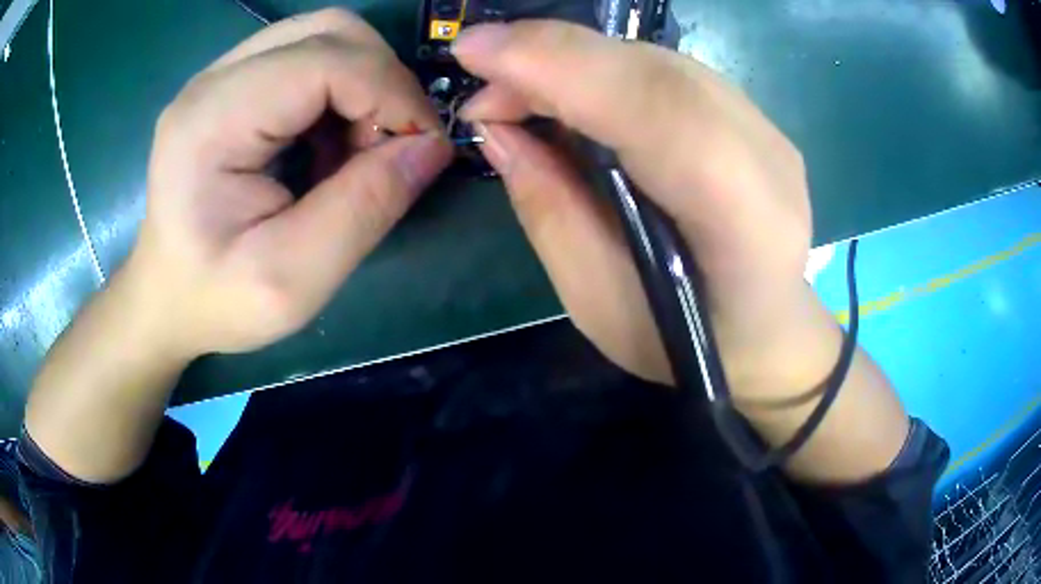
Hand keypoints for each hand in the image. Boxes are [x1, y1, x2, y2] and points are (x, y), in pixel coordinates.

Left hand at [25, 9, 452, 483]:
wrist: (165, 297)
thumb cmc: (216, 299)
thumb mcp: (293, 279)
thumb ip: (364, 209)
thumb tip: (432, 147)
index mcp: (211, 122)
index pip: (325, 60)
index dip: (391, 92)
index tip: (422, 147)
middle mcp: (213, 80)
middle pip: (329, 31)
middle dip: (380, 79)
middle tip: (387, 145)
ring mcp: (220, 76)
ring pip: (323, 37)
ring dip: (363, 83)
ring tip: (356, 148)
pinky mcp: (231, 85)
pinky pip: (307, 58)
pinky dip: (340, 92)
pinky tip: (328, 143)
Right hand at [452, 21, 811, 395]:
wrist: (768, 331)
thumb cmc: (686, 343)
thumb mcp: (601, 303)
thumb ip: (551, 212)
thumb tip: (499, 130)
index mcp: (745, 224)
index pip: (658, 111)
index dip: (562, 66)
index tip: (473, 50)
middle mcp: (767, 159)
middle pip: (655, 72)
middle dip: (552, 58)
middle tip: (484, 84)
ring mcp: (766, 129)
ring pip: (656, 61)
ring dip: (573, 61)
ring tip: (517, 94)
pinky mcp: (752, 116)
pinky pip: (666, 72)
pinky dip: (604, 69)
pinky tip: (569, 93)